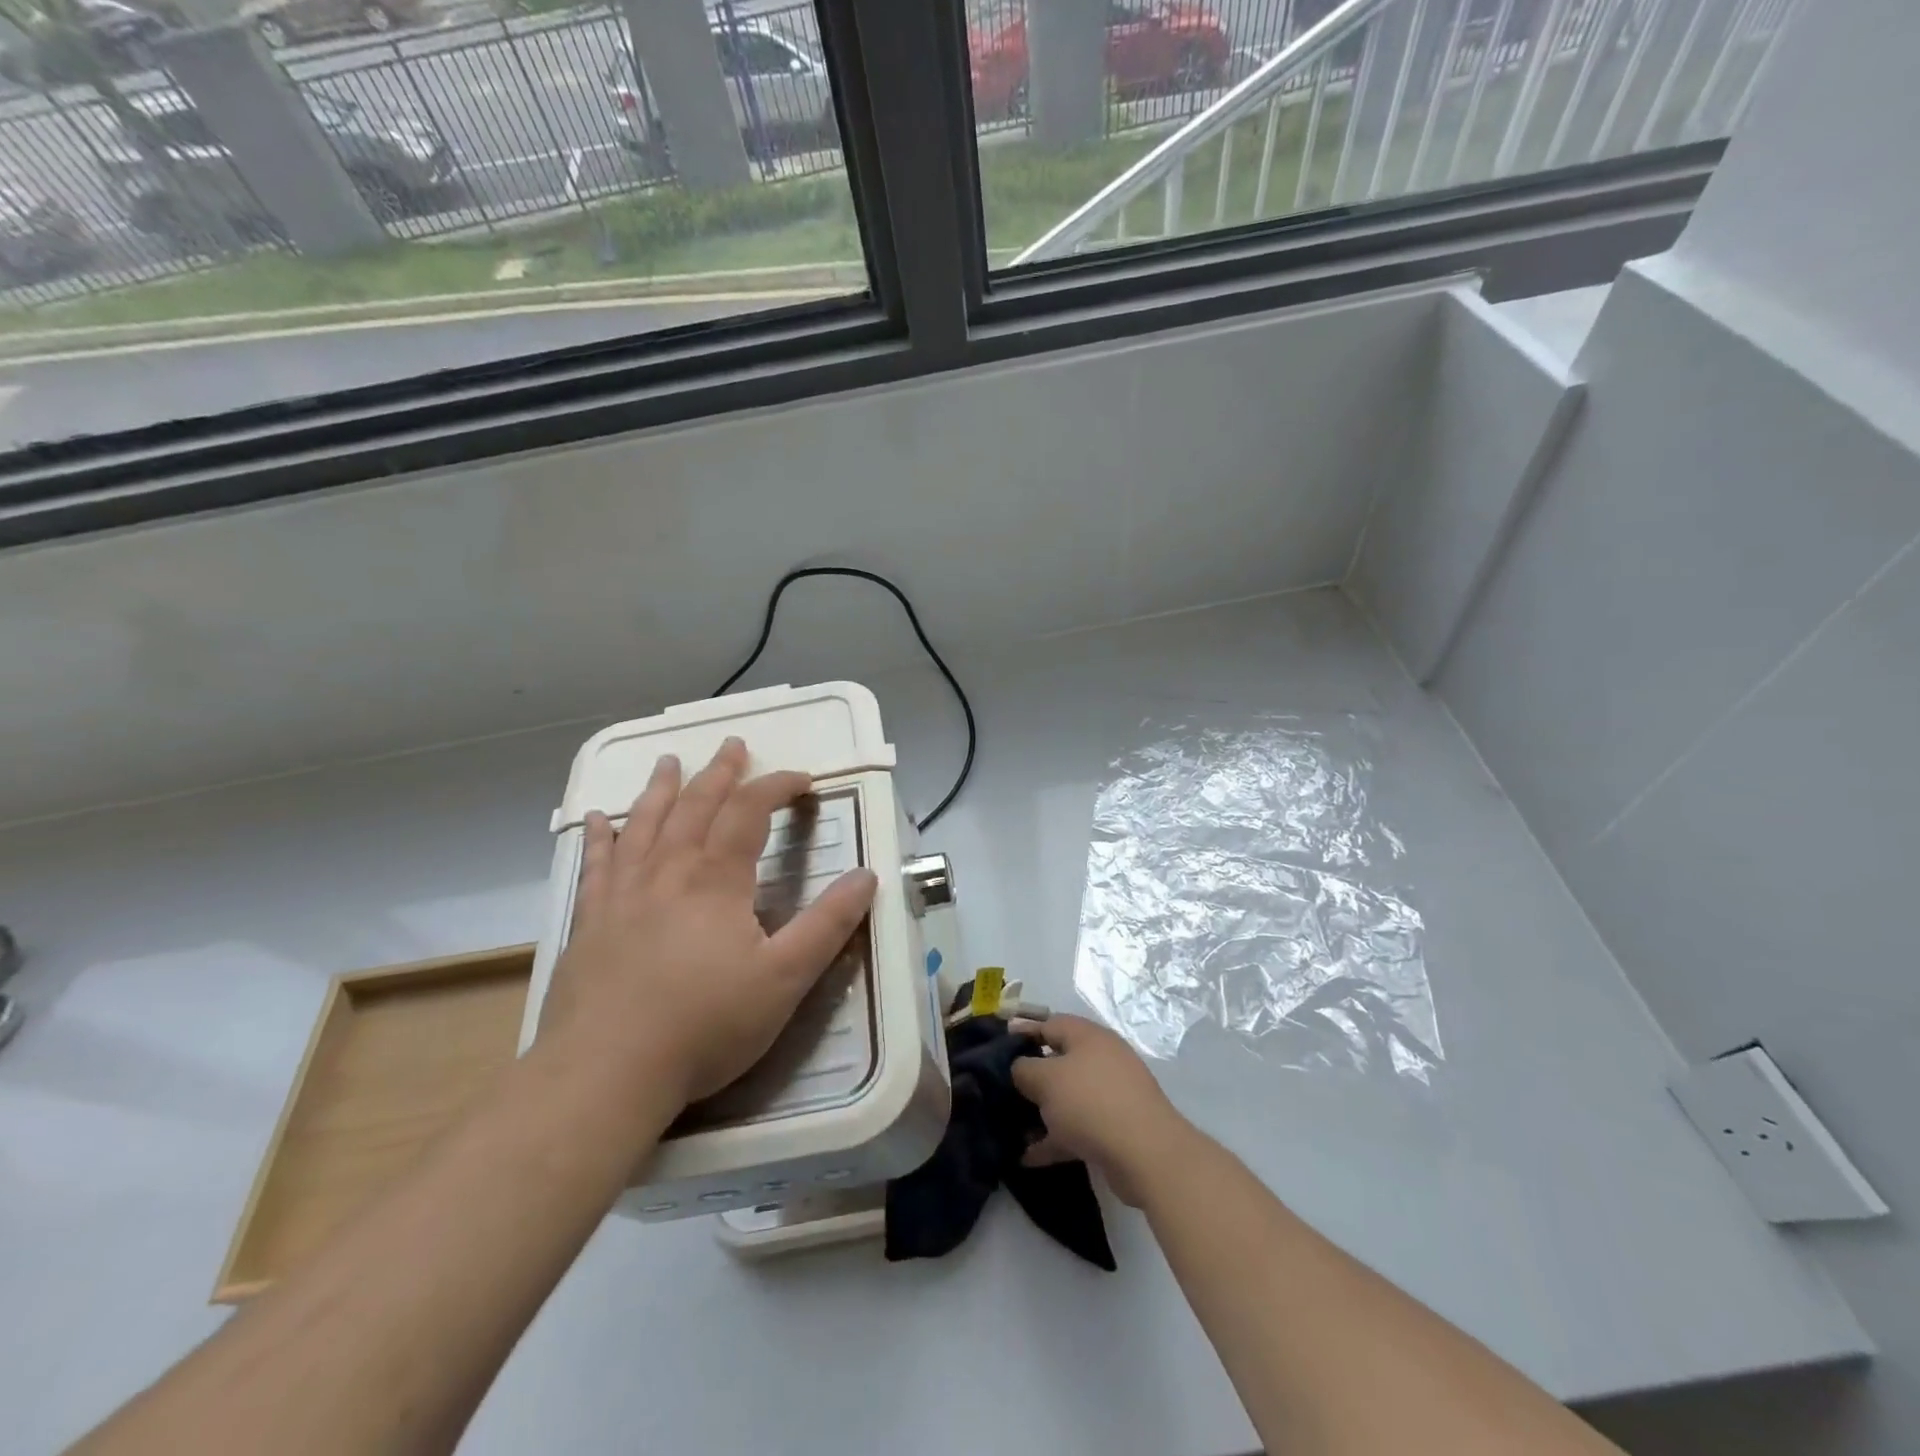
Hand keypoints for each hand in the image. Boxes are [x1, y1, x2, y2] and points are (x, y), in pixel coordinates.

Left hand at [538, 738, 877, 1109]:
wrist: (604, 1073)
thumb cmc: (705, 1025)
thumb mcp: (785, 978)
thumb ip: (828, 924)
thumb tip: (867, 876)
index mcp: (717, 880)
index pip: (751, 812)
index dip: (778, 787)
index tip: (803, 780)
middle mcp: (668, 872)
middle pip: (696, 806)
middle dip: (720, 773)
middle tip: (733, 745)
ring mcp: (622, 895)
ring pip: (644, 824)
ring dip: (660, 789)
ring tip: (669, 761)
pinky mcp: (589, 923)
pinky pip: (596, 866)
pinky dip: (600, 837)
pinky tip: (598, 819)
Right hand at [1010, 1014, 1190, 1205]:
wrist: (1147, 1155)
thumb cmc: (1090, 1103)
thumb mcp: (1045, 1079)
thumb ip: (1023, 1069)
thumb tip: (1020, 1068)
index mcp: (1087, 1037)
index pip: (1048, 1024)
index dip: (1021, 1033)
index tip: (996, 1049)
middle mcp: (1101, 1059)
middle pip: (1058, 1062)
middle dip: (1030, 1078)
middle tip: (1002, 1091)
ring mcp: (1111, 1094)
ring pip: (1067, 1098)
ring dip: (1041, 1112)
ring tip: (1012, 1128)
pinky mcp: (1116, 1128)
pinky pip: (1077, 1128)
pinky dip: (1055, 1139)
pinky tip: (1028, 1158)